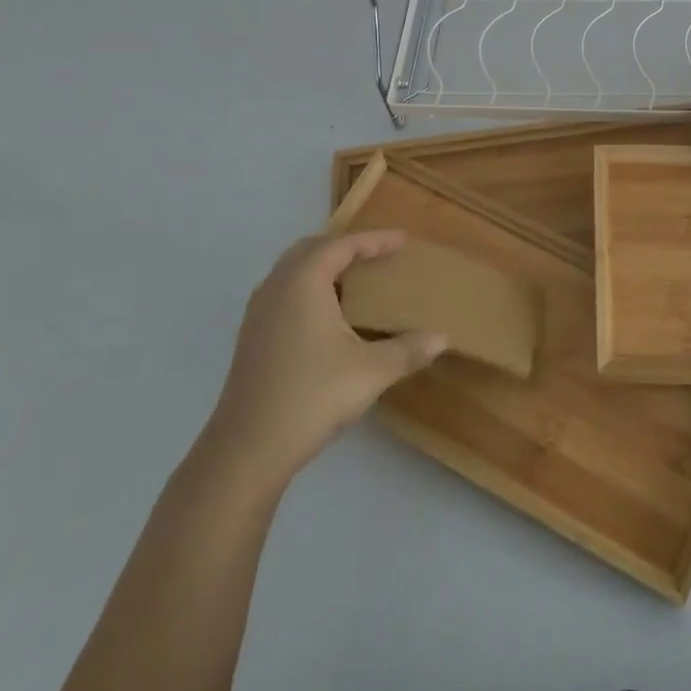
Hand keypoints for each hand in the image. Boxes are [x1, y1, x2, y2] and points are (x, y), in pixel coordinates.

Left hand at [203, 230, 445, 489]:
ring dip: (324, 268)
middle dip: (345, 247)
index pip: (342, 245)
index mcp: (303, 283)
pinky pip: (284, 294)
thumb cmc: (311, 397)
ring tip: (356, 282)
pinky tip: (329, 317)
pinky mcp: (252, 339)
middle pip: (311, 250)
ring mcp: (258, 314)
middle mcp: (276, 288)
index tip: (403, 240)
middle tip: (377, 255)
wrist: (247, 450)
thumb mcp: (370, 372)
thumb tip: (443, 338)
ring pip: (293, 273)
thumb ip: (408, 350)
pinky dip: (310, 290)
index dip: (374, 240)